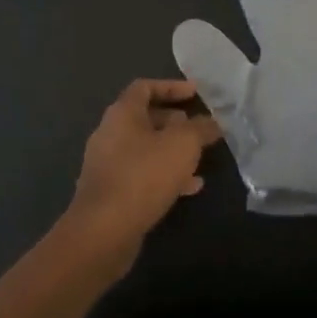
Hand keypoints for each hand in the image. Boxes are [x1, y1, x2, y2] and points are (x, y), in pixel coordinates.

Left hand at [65, 80, 221, 257]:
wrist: (104, 230)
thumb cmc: (144, 175)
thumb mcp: (183, 145)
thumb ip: (200, 129)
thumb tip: (213, 122)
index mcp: (122, 113)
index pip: (145, 87)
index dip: (171, 86)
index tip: (195, 93)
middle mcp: (110, 134)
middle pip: (144, 118)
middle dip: (174, 122)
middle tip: (197, 128)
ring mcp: (107, 164)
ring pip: (145, 149)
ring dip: (172, 151)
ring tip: (198, 160)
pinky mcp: (110, 192)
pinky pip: (141, 174)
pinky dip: (164, 175)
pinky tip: (189, 188)